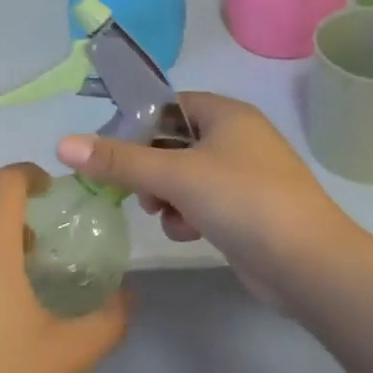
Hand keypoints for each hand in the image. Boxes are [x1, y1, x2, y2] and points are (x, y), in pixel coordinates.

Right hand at [55, 93, 365, 301]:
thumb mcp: (175, 175)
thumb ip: (118, 160)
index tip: (110, 153)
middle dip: (149, 168)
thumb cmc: (243, 201)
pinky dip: (188, 215)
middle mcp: (235, 137)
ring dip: (166, 195)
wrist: (310, 265)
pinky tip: (188, 233)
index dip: (135, 126)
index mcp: (225, 113)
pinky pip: (202, 201)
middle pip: (171, 143)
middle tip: (137, 189)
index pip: (166, 106)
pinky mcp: (246, 209)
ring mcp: (243, 175)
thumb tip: (62, 144)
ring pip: (183, 175)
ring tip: (165, 214)